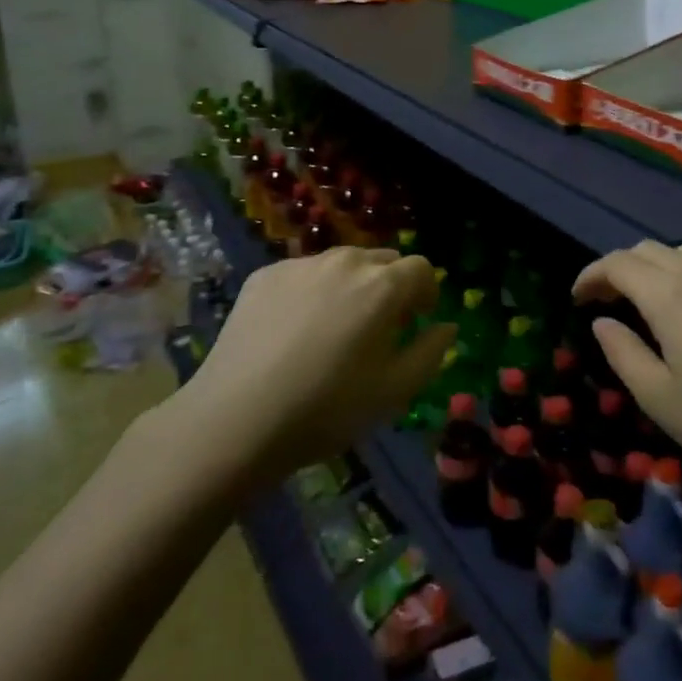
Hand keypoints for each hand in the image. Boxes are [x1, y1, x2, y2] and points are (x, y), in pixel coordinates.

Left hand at [170, 248, 452, 489]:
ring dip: (351, 287)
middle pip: (383, 261)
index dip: (426, 293)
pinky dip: (312, 292)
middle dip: (390, 287)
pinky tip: (294, 332)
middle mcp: (345, 262)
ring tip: (333, 330)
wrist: (235, 420)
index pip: (421, 268)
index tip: (416, 322)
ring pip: (342, 264)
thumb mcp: (394, 392)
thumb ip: (431, 352)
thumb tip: (446, 326)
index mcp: (382, 286)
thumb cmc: (326, 409)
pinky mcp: (265, 275)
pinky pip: (304, 274)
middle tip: (377, 329)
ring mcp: (301, 265)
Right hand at [575, 242, 681, 506]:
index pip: (618, 263)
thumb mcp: (660, 400)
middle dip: (625, 269)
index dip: (592, 275)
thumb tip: (603, 323)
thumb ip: (623, 354)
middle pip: (653, 251)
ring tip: (664, 304)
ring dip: (667, 270)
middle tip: (613, 301)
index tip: (578, 297)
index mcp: (670, 294)